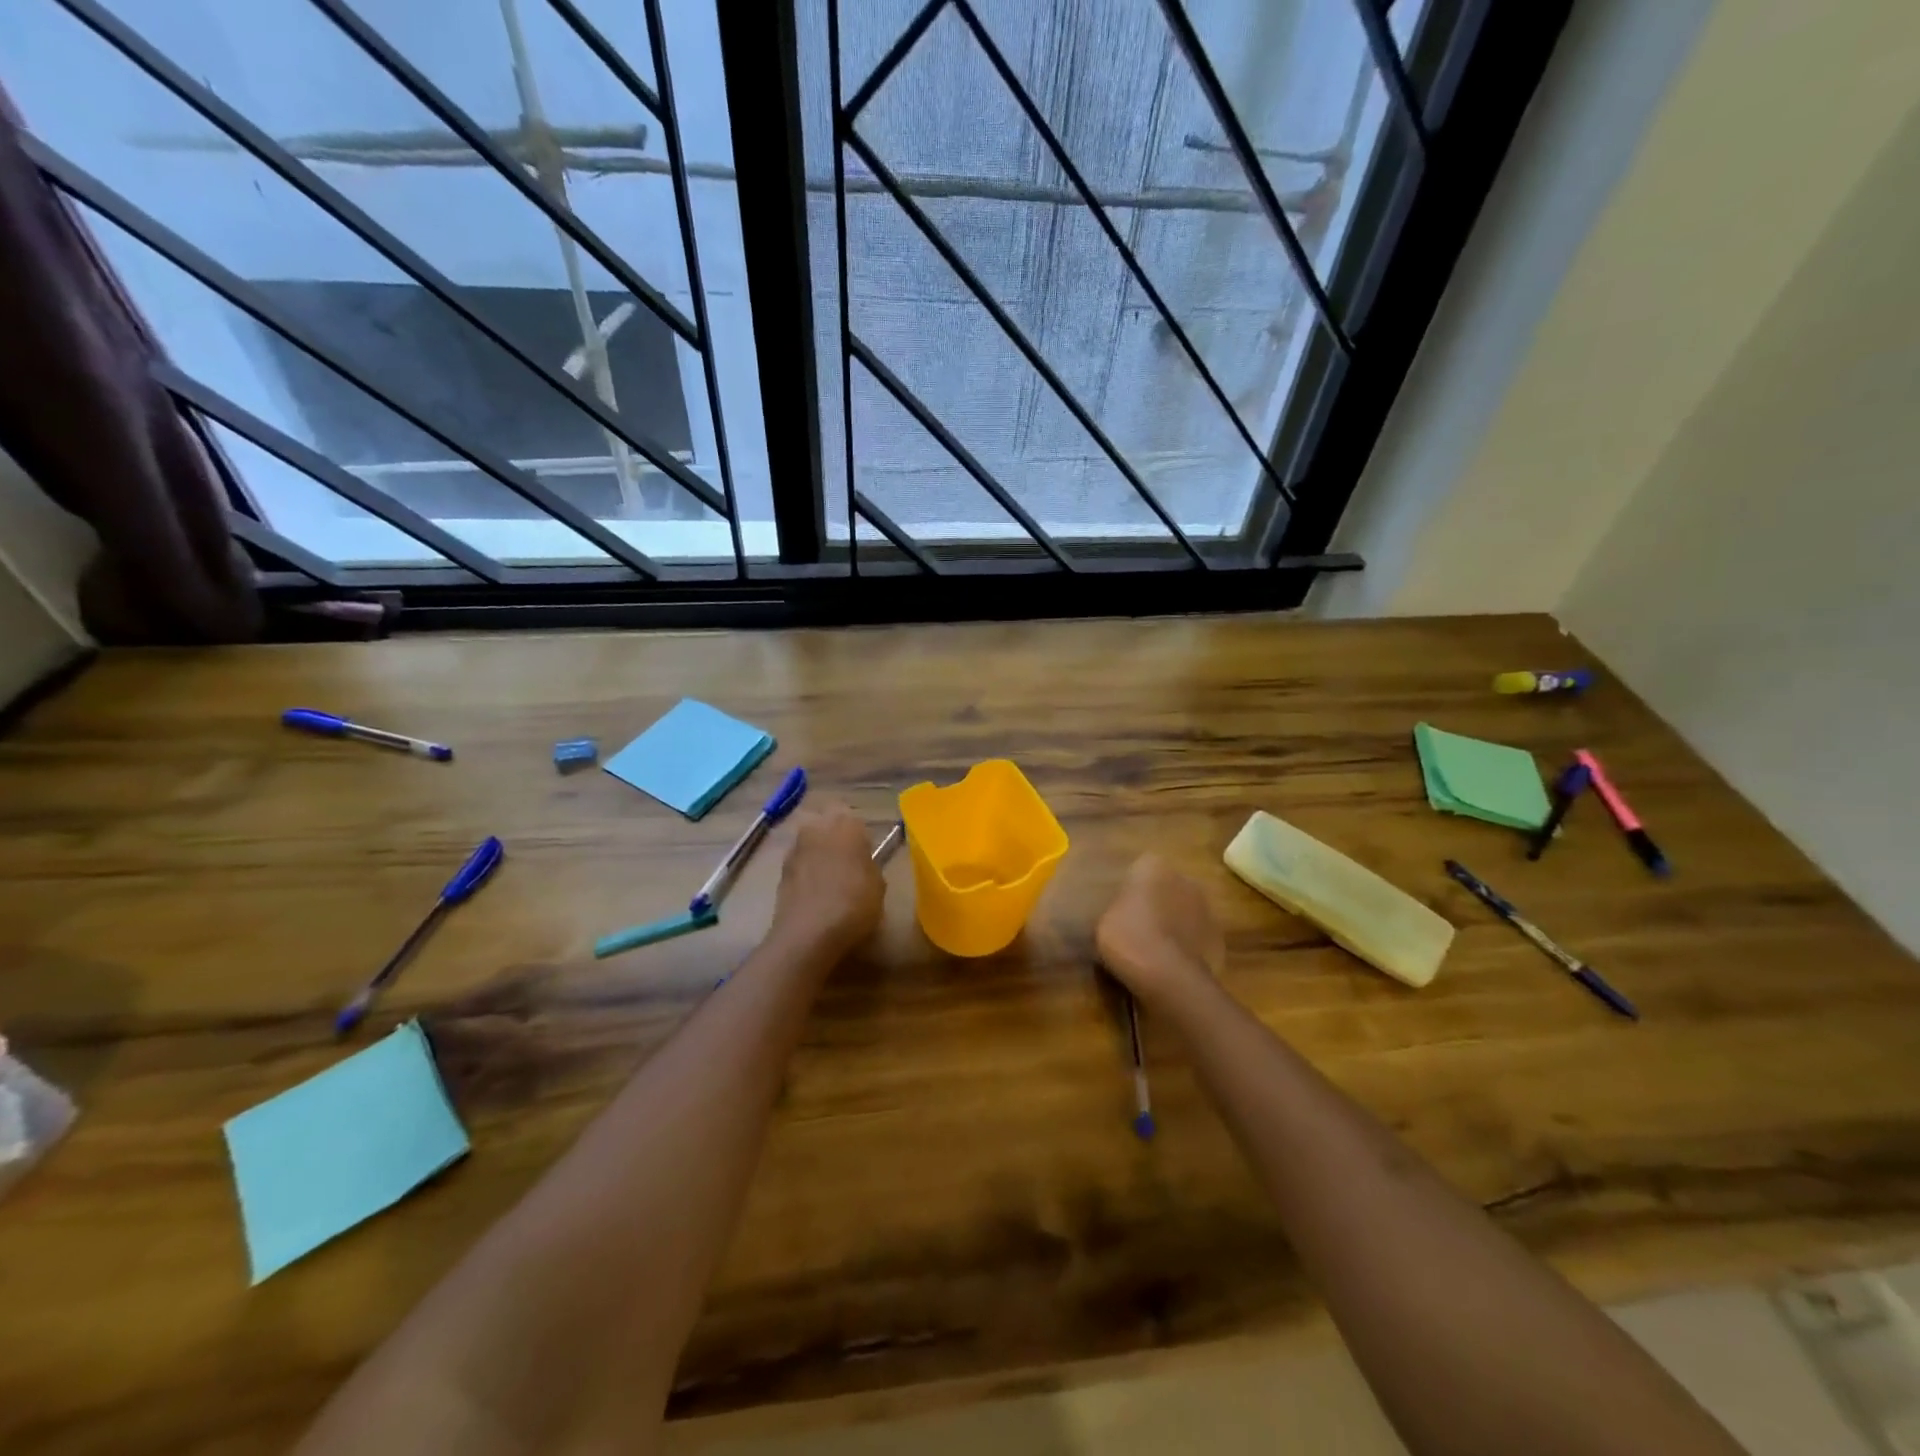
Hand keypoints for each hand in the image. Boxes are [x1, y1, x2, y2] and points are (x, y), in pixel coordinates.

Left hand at [770, 805, 885, 958]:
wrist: (809, 932)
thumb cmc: (854, 903)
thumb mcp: (878, 885)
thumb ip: (869, 865)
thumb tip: (862, 864)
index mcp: (846, 824)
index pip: (852, 816)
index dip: (858, 834)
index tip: (864, 852)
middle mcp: (817, 827)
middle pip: (825, 822)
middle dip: (833, 836)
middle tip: (846, 860)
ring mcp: (795, 847)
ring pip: (809, 841)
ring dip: (817, 853)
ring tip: (829, 879)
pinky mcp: (780, 869)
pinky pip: (799, 863)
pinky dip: (805, 872)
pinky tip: (814, 893)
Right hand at [1095, 854, 1223, 1006]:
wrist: (1169, 977)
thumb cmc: (1128, 939)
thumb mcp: (1103, 921)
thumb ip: (1116, 909)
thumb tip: (1122, 913)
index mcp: (1153, 867)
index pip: (1139, 870)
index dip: (1130, 891)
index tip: (1120, 910)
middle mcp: (1184, 879)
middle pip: (1166, 889)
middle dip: (1156, 904)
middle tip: (1137, 929)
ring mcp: (1206, 909)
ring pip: (1184, 912)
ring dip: (1174, 924)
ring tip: (1155, 952)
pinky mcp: (1219, 938)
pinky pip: (1196, 937)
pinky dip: (1187, 947)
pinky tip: (1172, 966)